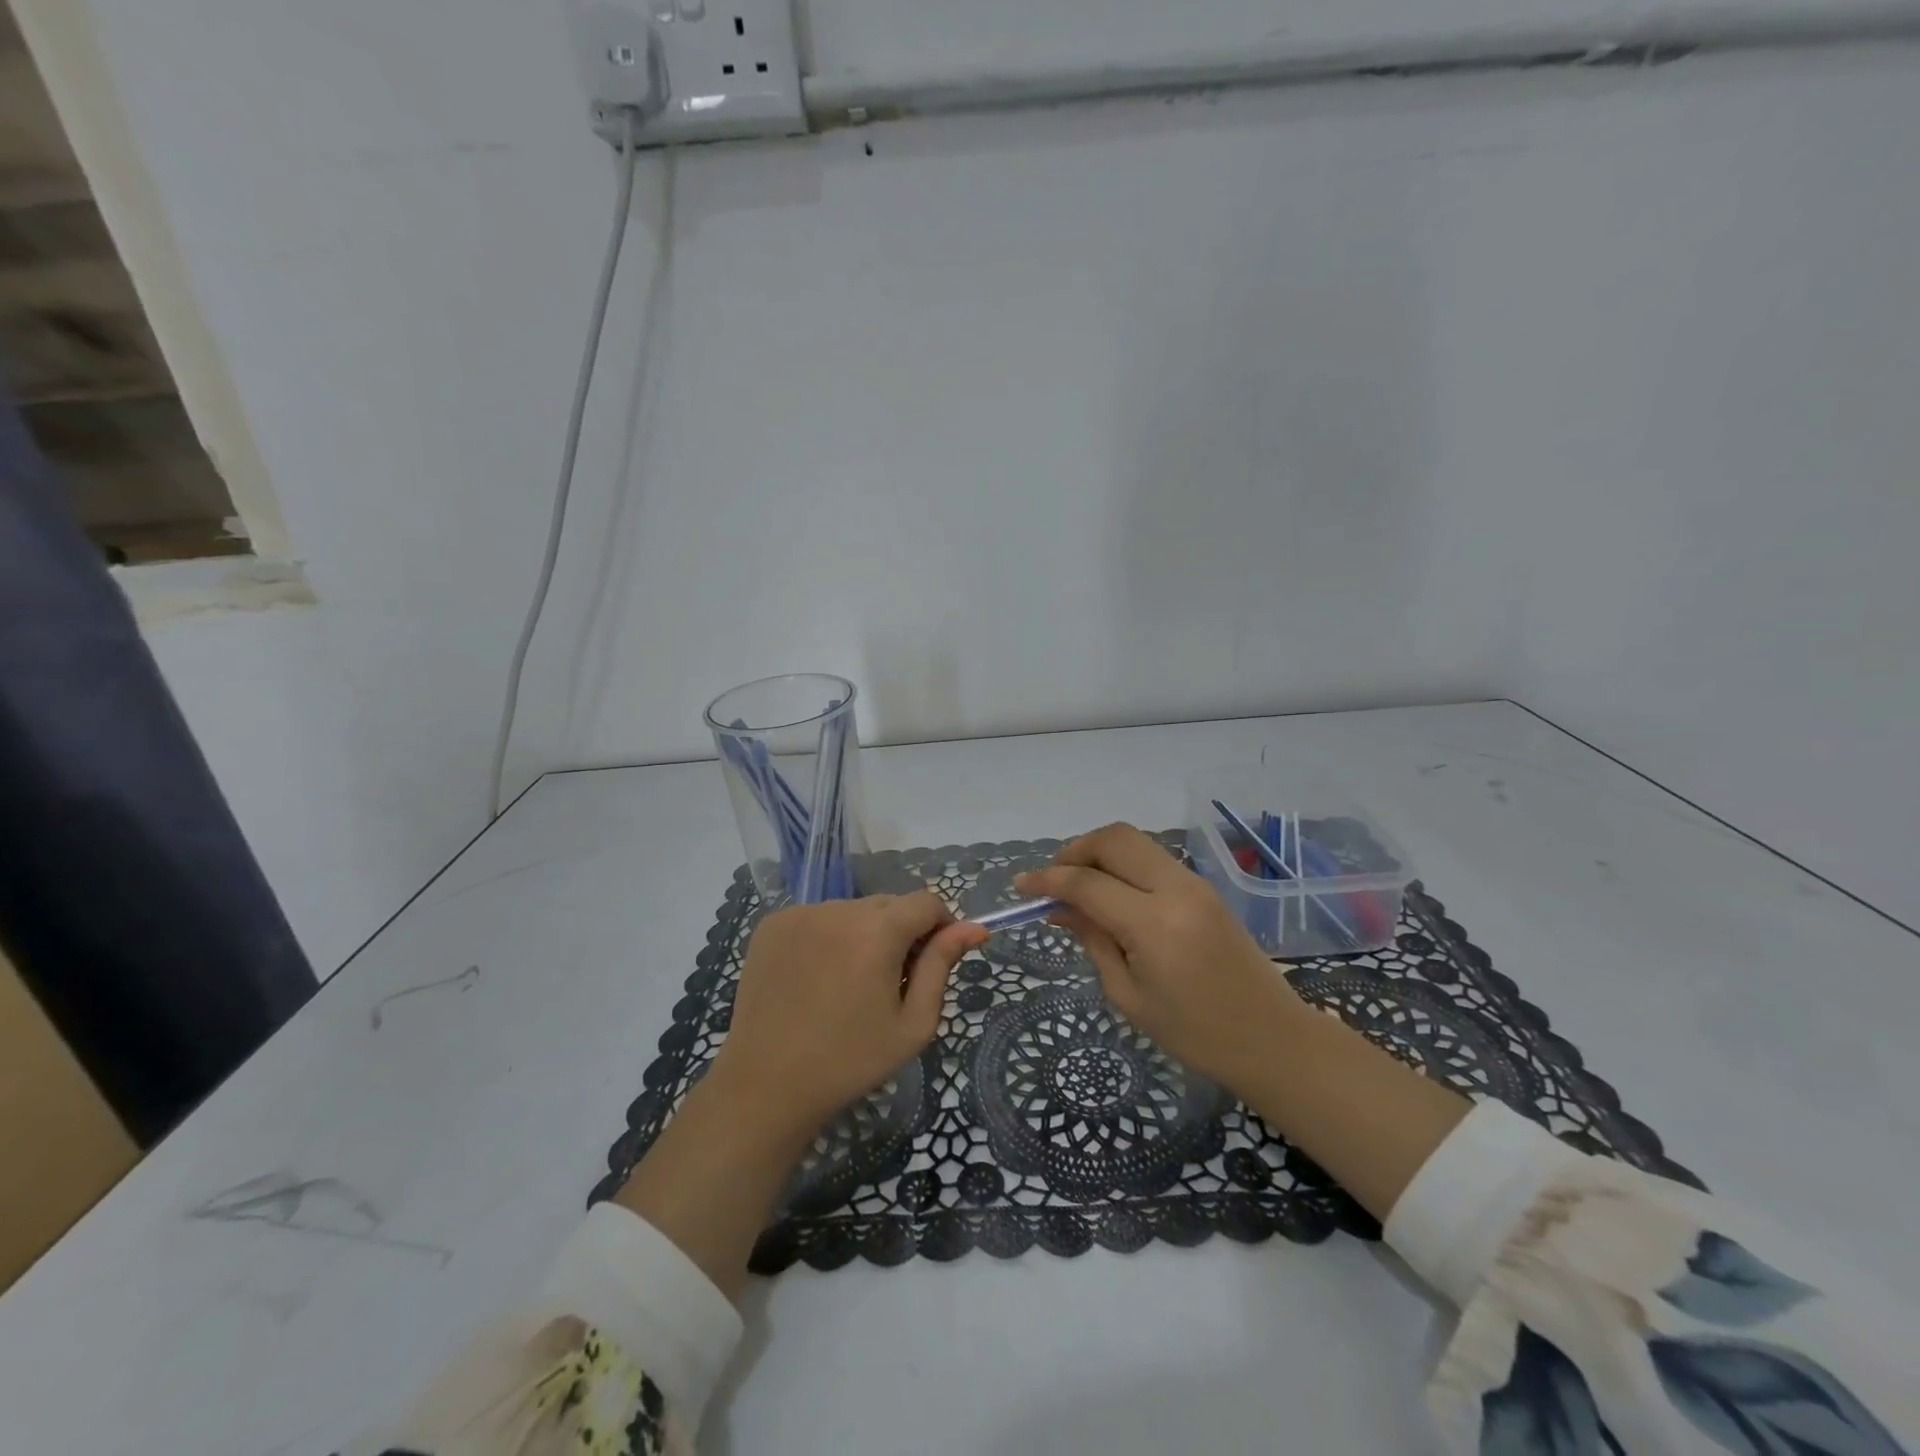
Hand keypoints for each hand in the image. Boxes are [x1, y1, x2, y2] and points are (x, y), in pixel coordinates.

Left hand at [618, 890, 986, 1301]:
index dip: (940, 926)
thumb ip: (943, 966)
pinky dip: (828, 936)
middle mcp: (839, 908)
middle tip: (890, 982)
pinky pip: (818, 917)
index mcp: (878, 930)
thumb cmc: (850, 1061)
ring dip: (864, 933)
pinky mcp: (772, 924)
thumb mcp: (913, 1023)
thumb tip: (974, 928)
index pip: (927, 902)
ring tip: (849, 984)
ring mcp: (801, 913)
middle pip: (890, 904)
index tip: (932, 962)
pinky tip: (817, 977)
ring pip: (853, 910)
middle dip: (901, 932)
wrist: (766, 1086)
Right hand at [1017, 823, 1309, 1089]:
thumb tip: (1059, 908)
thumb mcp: (1129, 996)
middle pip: (1114, 839)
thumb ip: (1092, 941)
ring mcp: (1195, 883)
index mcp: (1155, 925)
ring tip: (1076, 885)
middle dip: (1074, 850)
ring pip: (1134, 841)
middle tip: (1052, 880)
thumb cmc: (1196, 1034)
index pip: (1087, 883)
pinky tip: (1109, 892)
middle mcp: (1177, 890)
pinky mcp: (1204, 887)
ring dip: (1098, 852)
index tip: (1021, 887)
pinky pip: (1152, 858)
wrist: (1273, 1039)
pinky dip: (1122, 863)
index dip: (1047, 880)